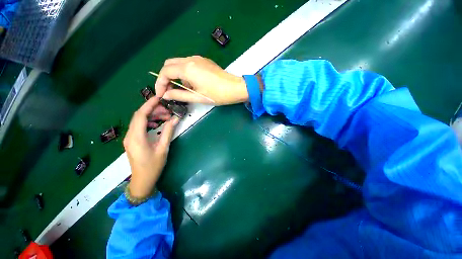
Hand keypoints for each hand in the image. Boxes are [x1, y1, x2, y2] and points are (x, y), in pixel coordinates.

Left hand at [123, 97, 178, 197]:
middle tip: (168, 111)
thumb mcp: (163, 148)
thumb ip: (168, 132)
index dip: (149, 105)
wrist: (142, 180)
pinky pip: (139, 127)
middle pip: (139, 116)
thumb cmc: (153, 166)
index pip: (140, 115)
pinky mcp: (133, 140)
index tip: (159, 98)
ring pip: (139, 121)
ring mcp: (130, 138)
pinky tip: (157, 124)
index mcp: (136, 137)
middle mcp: (130, 135)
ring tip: (166, 117)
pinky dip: (149, 122)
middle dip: (153, 110)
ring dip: (152, 116)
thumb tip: (175, 119)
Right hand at [155, 56, 248, 104]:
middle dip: (166, 78)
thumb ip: (179, 95)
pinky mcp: (204, 61)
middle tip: (169, 91)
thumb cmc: (217, 95)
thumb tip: (166, 95)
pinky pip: (188, 64)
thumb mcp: (197, 97)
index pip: (165, 72)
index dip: (160, 83)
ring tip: (183, 90)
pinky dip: (185, 73)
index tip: (161, 94)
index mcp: (188, 68)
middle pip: (169, 64)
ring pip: (178, 63)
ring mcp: (198, 59)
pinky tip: (192, 84)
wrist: (235, 88)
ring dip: (176, 76)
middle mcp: (191, 59)